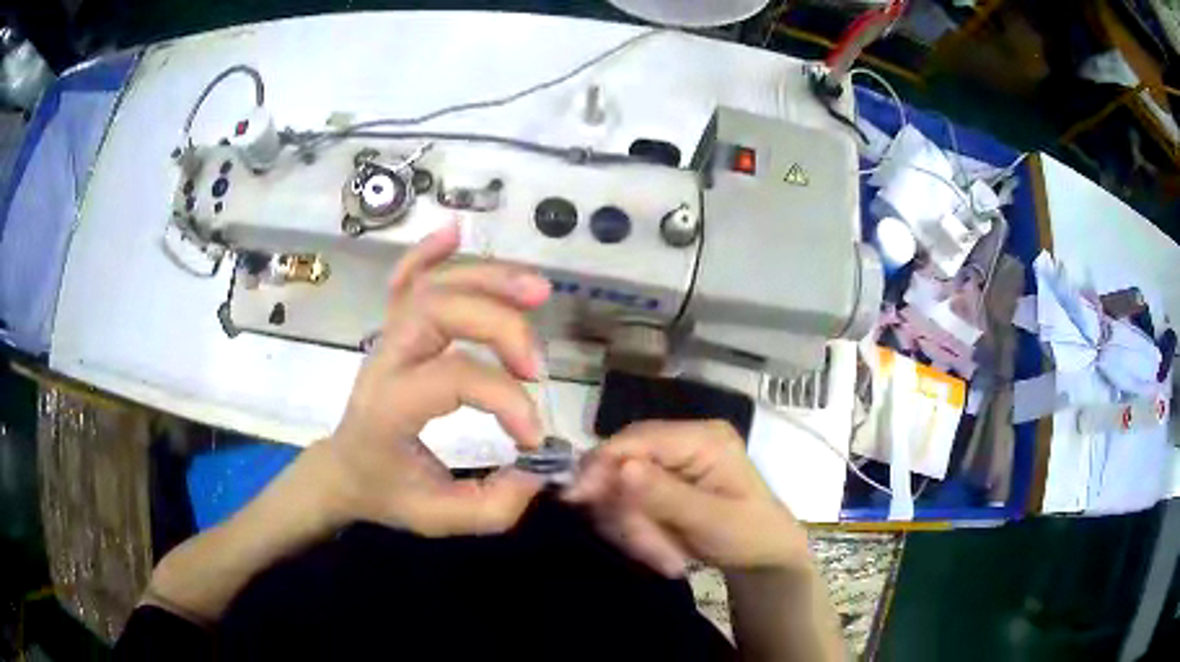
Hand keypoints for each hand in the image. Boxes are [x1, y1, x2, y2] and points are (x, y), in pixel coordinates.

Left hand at [316, 219, 552, 536]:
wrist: (343, 470)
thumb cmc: (386, 491)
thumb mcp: (436, 518)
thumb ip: (491, 507)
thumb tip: (538, 471)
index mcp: (390, 407)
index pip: (453, 378)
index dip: (506, 400)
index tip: (534, 438)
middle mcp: (385, 360)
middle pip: (440, 311)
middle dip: (500, 325)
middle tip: (538, 363)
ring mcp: (386, 338)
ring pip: (431, 286)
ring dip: (487, 279)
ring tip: (536, 290)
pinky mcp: (393, 329)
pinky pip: (405, 280)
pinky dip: (429, 252)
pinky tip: (454, 232)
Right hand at [564, 420, 811, 577]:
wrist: (764, 556)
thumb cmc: (750, 535)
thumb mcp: (712, 520)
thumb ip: (666, 495)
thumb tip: (621, 467)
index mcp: (705, 438)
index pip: (639, 438)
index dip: (604, 464)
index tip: (577, 499)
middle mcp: (685, 440)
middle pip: (624, 461)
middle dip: (625, 509)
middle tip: (641, 547)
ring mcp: (674, 461)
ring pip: (621, 486)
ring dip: (632, 525)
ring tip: (662, 556)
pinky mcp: (665, 482)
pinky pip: (630, 500)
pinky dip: (636, 528)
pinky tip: (659, 549)